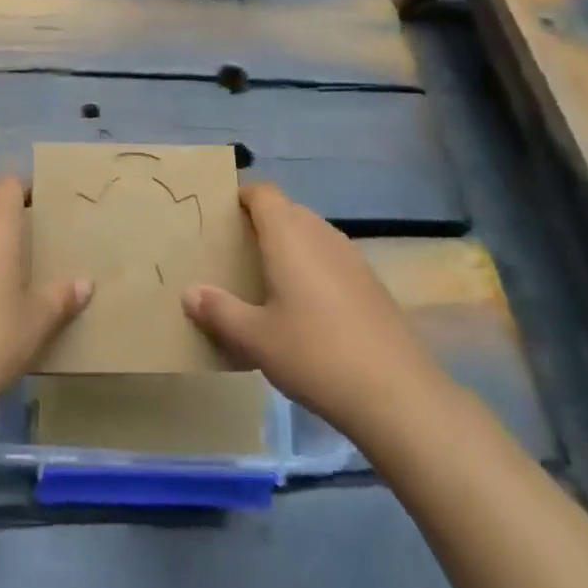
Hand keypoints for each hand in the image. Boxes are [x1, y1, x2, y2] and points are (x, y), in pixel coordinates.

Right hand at [182, 184, 441, 443]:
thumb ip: (219, 311)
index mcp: (289, 234)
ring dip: (289, 248)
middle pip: (286, 211)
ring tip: (266, 283)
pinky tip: (306, 311)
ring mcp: (351, 257)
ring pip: (311, 235)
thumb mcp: (255, 338)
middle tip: (235, 255)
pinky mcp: (371, 283)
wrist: (398, 394)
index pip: (263, 192)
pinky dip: (313, 269)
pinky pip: (331, 259)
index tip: (220, 220)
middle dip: (260, 225)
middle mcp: (321, 234)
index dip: (241, 197)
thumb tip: (189, 293)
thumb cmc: (315, 354)